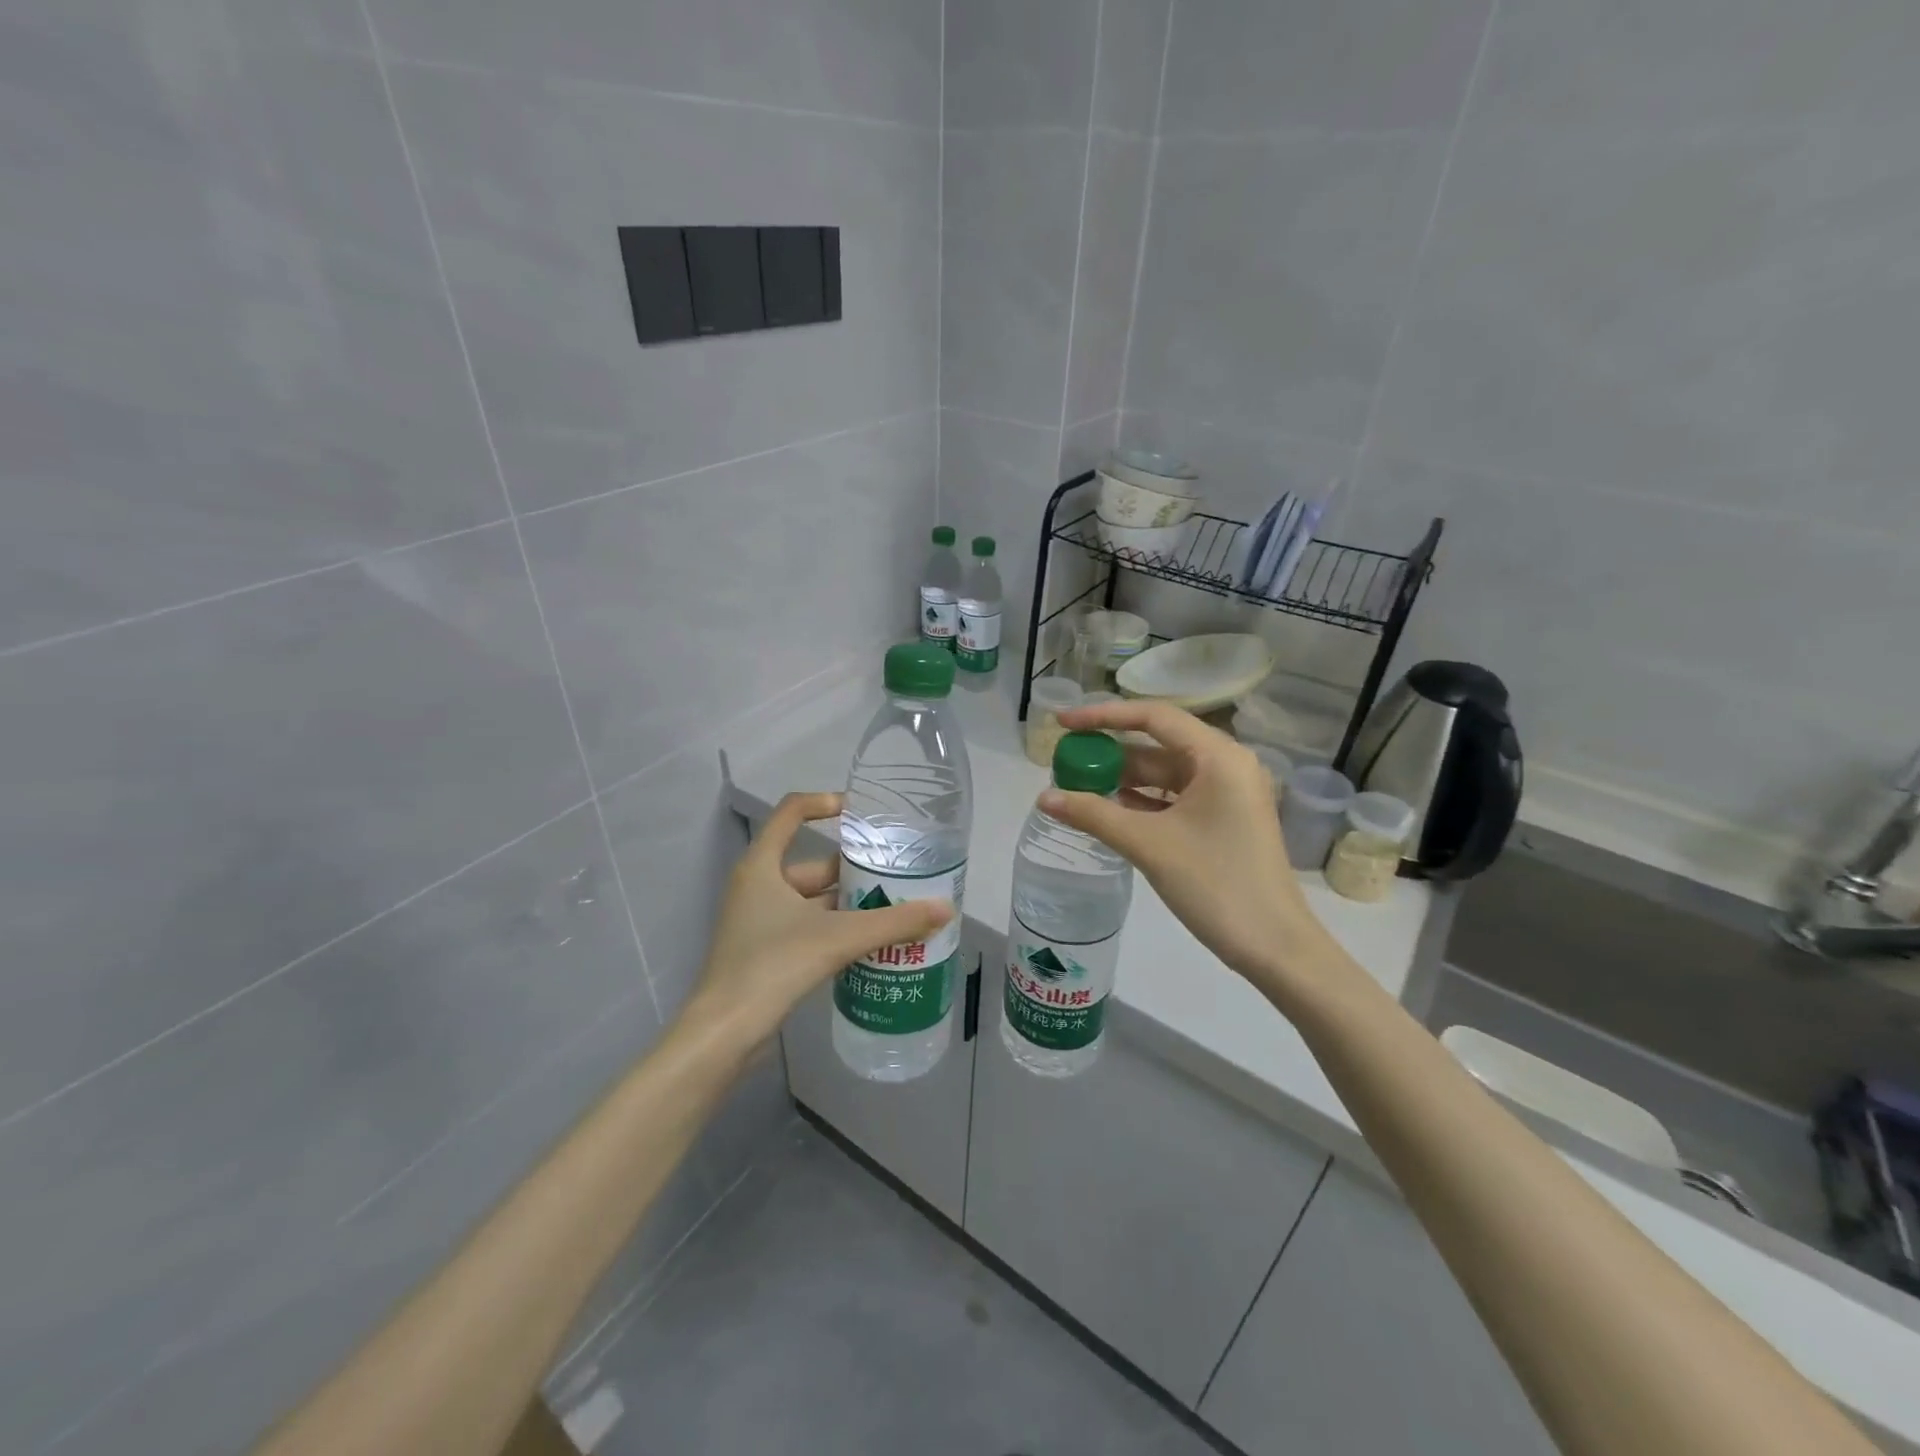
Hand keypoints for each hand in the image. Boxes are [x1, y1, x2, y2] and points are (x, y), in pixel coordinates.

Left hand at [682, 791, 953, 1048]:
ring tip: (896, 908)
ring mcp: (759, 920)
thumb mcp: (838, 938)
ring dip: (851, 904)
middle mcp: (757, 885)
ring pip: (814, 900)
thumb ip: (893, 922)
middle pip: (814, 864)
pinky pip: (809, 927)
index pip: (791, 812)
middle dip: (856, 870)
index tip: (863, 814)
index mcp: (762, 865)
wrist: (724, 1034)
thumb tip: (944, 909)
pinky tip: (870, 943)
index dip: (825, 803)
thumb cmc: (773, 966)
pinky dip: (837, 929)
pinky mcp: (765, 951)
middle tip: (899, 875)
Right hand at [1042, 701, 1334, 998]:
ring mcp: (1228, 794)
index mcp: (1219, 756)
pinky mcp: (1224, 819)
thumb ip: (1093, 814)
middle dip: (1110, 753)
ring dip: (1123, 780)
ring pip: (1164, 774)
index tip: (1063, 723)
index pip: (1153, 717)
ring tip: (1077, 787)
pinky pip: (1175, 798)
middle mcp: (1227, 765)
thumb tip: (1043, 797)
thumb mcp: (1149, 845)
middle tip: (1065, 762)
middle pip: (1158, 744)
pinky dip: (1141, 802)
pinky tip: (1108, 811)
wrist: (1274, 947)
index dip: (1103, 716)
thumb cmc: (1215, 884)